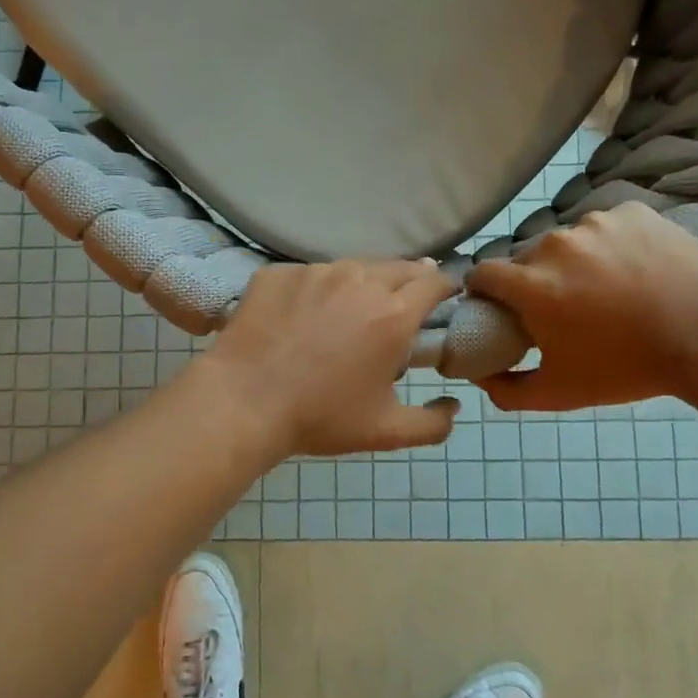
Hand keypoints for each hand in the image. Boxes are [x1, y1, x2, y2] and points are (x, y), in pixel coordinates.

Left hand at [199, 260, 460, 457]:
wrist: (243, 402)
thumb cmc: (321, 417)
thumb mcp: (386, 432)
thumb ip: (432, 423)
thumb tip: (454, 407)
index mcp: (393, 314)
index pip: (434, 283)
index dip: (445, 286)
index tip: (446, 295)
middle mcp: (359, 280)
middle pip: (399, 266)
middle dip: (411, 278)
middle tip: (405, 299)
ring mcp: (316, 271)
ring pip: (353, 267)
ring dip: (363, 282)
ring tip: (353, 306)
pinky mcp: (279, 272)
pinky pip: (310, 275)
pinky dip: (317, 289)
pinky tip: (305, 314)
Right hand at [467, 203, 697, 411]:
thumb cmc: (626, 367)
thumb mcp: (559, 393)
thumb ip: (506, 390)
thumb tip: (479, 375)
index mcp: (531, 284)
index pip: (482, 273)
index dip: (485, 291)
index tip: (500, 306)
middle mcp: (555, 244)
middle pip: (527, 257)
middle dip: (535, 279)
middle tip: (563, 306)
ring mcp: (596, 222)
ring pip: (569, 240)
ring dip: (574, 260)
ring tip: (608, 287)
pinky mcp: (632, 212)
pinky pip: (607, 226)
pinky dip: (612, 244)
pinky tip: (635, 268)